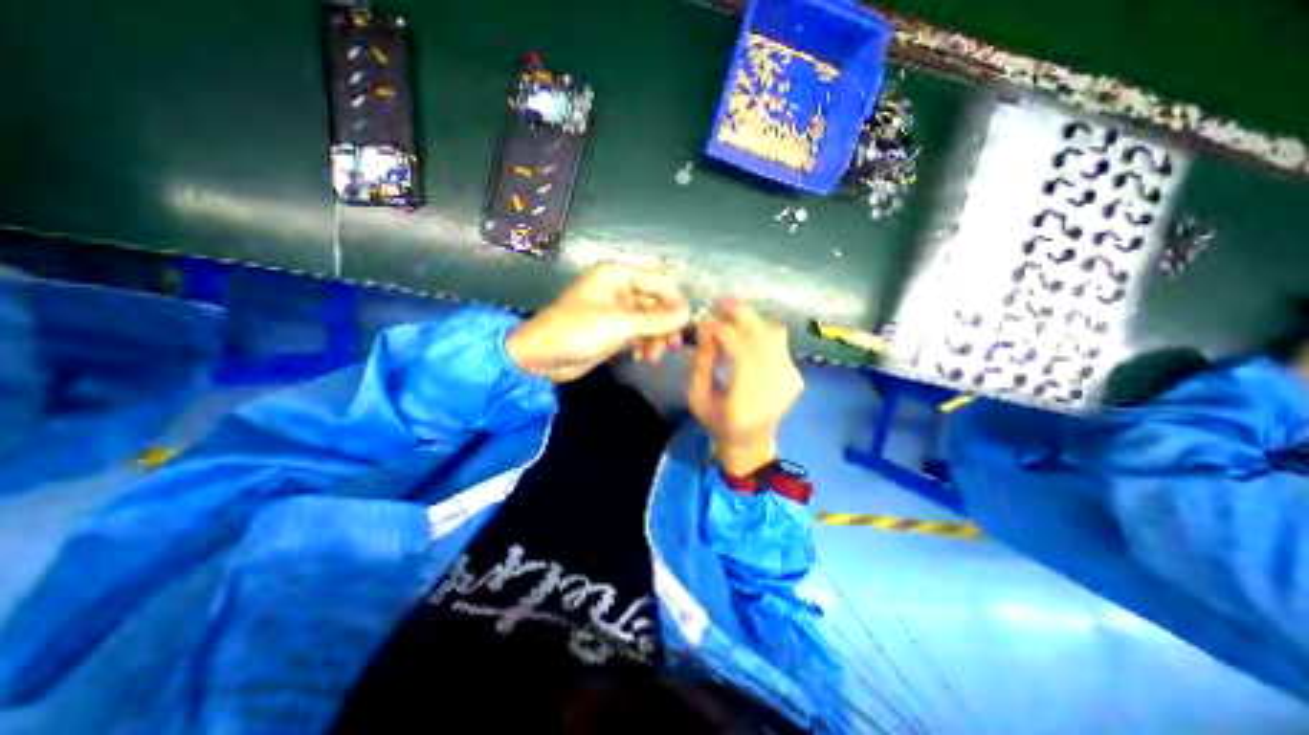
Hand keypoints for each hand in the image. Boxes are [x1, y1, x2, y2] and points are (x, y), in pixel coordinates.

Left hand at [503, 264, 694, 381]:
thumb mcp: (620, 323)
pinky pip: (639, 335)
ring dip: (656, 338)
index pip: (658, 281)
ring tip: (653, 356)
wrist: (542, 357)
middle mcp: (620, 291)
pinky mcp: (614, 332)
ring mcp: (617, 313)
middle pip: (656, 303)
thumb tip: (688, 314)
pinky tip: (642, 357)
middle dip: (665, 324)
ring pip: (649, 322)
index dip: (675, 300)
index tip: (687, 322)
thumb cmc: (578, 331)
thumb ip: (656, 319)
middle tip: (673, 345)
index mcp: (618, 276)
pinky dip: (644, 345)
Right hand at [690, 299, 802, 474]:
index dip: (722, 331)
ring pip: (774, 334)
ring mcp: (790, 379)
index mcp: (748, 399)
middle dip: (740, 314)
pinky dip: (759, 333)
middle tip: (720, 303)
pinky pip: (778, 343)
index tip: (705, 321)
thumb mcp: (696, 398)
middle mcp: (775, 386)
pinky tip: (744, 337)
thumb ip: (701, 363)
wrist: (751, 442)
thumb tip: (706, 329)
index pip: (740, 351)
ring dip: (752, 321)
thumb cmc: (718, 422)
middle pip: (763, 336)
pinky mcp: (795, 375)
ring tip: (732, 316)